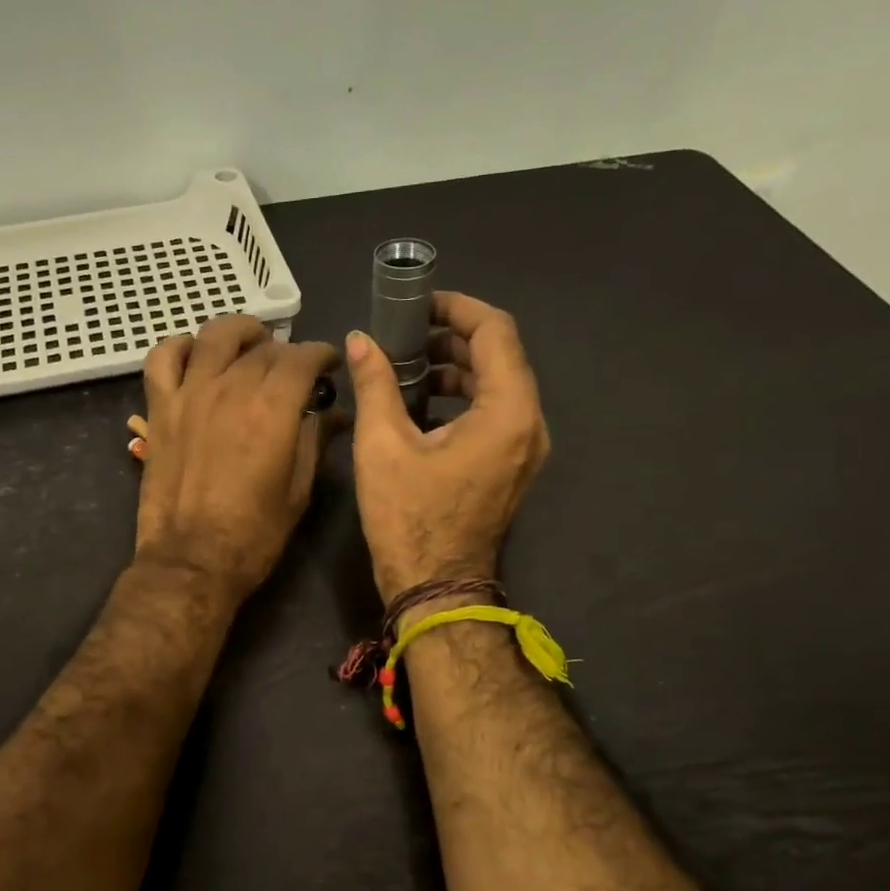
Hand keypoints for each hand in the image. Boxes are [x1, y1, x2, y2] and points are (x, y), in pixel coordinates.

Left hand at [134, 315, 342, 601]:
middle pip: (263, 348)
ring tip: (250, 344)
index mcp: (273, 409)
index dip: (320, 355)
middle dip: (286, 351)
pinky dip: (180, 347)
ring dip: (239, 333)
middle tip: (293, 369)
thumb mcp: (298, 491)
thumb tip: (333, 414)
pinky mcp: (160, 409)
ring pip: (214, 336)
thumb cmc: (254, 535)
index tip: (328, 364)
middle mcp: (231, 389)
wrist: (191, 562)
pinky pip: (162, 358)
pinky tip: (196, 356)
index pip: (302, 358)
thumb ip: (314, 442)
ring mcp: (189, 395)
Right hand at [346, 292, 549, 602]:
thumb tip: (359, 340)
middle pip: (500, 357)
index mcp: (507, 411)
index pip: (495, 332)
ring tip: (406, 368)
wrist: (435, 586)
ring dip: (456, 369)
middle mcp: (529, 424)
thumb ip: (375, 383)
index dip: (457, 308)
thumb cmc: (409, 517)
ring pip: (498, 386)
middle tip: (404, 334)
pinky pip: (494, 415)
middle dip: (452, 338)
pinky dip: (462, 399)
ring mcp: (525, 449)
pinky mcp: (511, 467)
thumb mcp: (382, 445)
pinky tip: (421, 406)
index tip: (419, 303)